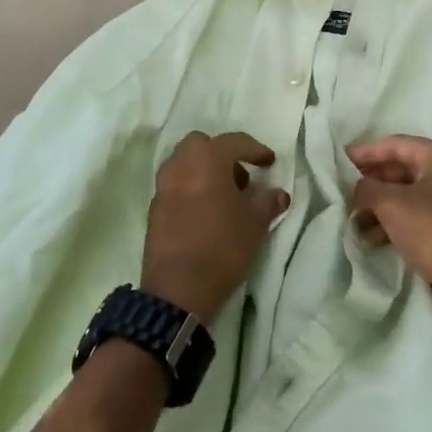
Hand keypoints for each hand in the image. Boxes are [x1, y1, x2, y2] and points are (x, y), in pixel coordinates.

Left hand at [141, 132, 289, 322]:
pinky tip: (205, 212)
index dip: (256, 150)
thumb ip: (268, 201)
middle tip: (240, 178)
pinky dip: (191, 188)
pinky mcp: (154, 209)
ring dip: (204, 170)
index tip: (270, 163)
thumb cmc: (223, 247)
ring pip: (184, 163)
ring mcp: (163, 186)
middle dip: (222, 154)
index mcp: (207, 159)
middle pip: (201, 144)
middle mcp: (180, 165)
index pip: (235, 142)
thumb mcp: (255, 223)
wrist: (178, 290)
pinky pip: (175, 185)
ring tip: (223, 196)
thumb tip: (277, 193)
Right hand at [347, 136, 431, 326]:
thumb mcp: (392, 205)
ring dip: (379, 206)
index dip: (366, 152)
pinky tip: (370, 238)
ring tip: (352, 220)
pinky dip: (394, 223)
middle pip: (401, 169)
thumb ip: (367, 188)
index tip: (340, 159)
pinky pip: (417, 216)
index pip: (395, 145)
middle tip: (343, 192)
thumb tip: (357, 187)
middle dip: (371, 182)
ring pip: (407, 195)